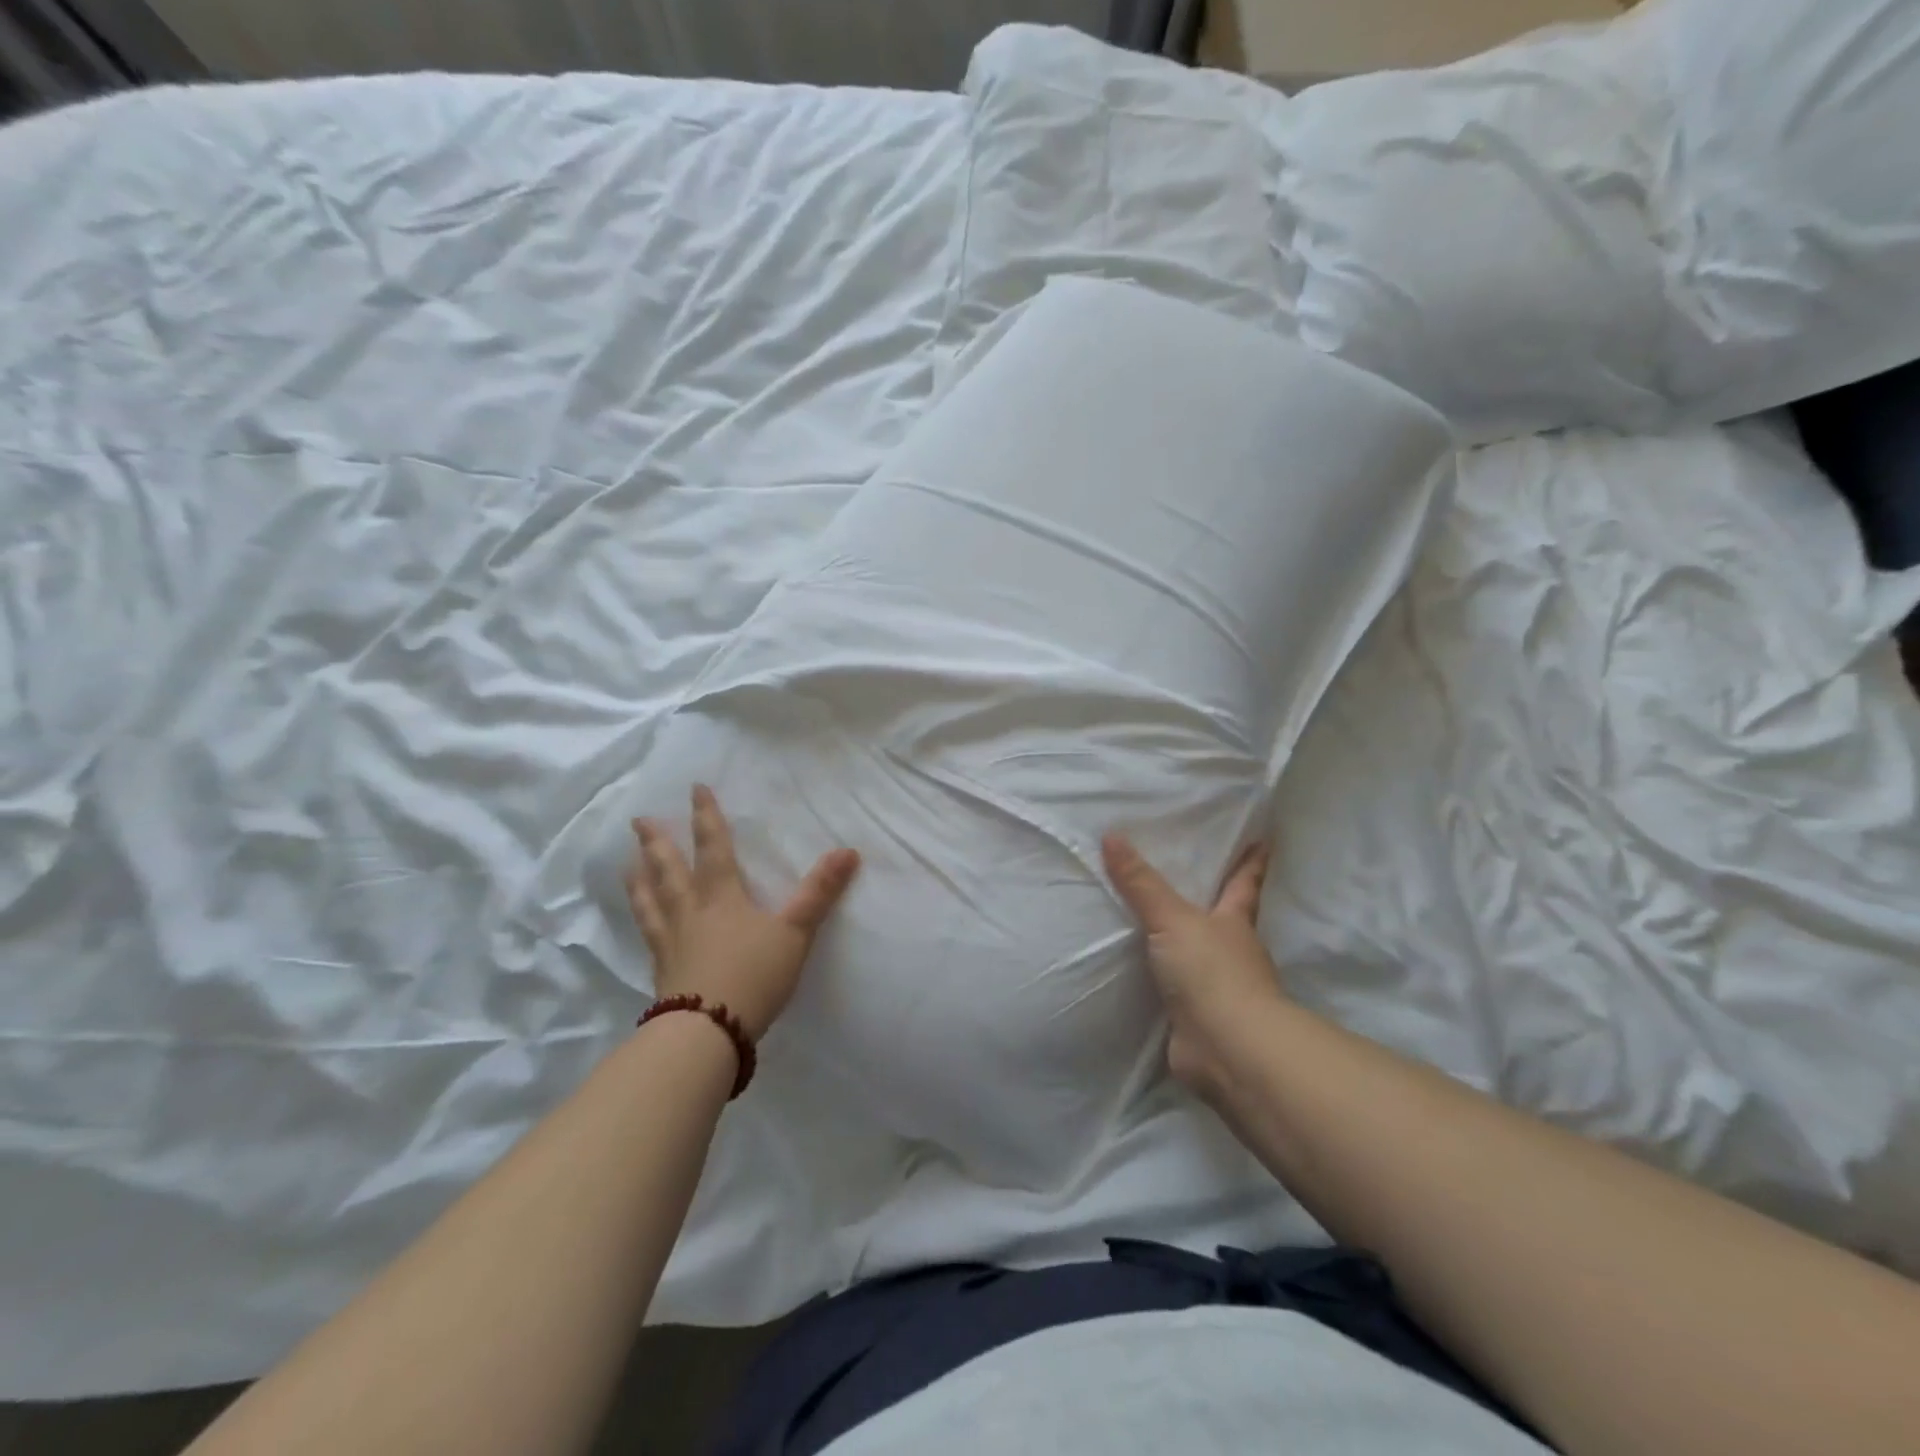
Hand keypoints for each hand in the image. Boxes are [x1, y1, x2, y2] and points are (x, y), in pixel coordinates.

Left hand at [625, 786, 859, 1040]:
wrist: (707, 1031)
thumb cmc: (754, 975)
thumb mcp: (795, 932)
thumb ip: (819, 892)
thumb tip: (849, 851)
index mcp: (722, 897)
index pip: (713, 847)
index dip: (706, 817)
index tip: (695, 789)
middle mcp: (691, 912)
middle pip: (670, 871)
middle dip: (658, 843)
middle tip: (639, 820)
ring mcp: (671, 943)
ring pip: (651, 902)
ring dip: (640, 880)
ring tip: (628, 863)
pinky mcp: (662, 972)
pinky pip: (648, 936)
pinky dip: (642, 921)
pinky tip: (642, 922)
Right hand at [1102, 832, 1279, 1097]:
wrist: (1227, 1048)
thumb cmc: (1212, 971)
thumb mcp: (1172, 918)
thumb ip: (1141, 883)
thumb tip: (1111, 835)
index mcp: (1234, 921)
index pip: (1245, 883)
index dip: (1251, 863)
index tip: (1264, 841)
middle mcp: (1231, 952)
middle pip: (1224, 919)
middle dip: (1212, 902)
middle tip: (1190, 877)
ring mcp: (1218, 989)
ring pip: (1199, 956)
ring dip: (1183, 944)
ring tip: (1151, 924)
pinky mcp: (1197, 1019)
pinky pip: (1175, 991)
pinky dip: (1162, 983)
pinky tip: (1139, 975)